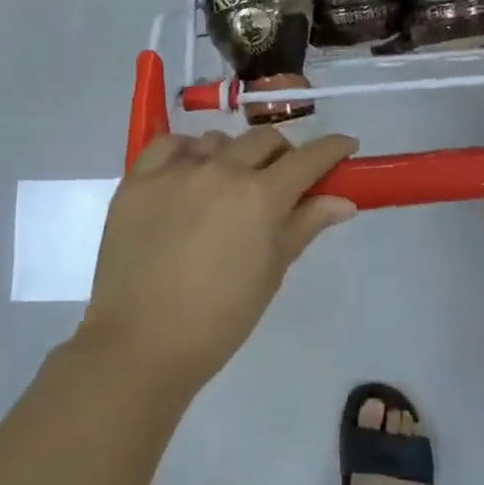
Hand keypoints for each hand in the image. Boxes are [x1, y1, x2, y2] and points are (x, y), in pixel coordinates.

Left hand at [79, 128, 358, 395]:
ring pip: (217, 141)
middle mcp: (221, 170)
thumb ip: (305, 225)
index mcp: (261, 196)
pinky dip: (186, 154)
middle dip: (283, 154)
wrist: (142, 345)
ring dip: (233, 156)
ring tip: (227, 187)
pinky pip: (169, 146)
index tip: (346, 147)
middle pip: (264, 139)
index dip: (333, 148)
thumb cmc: (220, 318)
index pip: (309, 157)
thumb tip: (343, 201)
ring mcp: (175, 171)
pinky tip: (187, 176)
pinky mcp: (138, 179)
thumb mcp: (272, 271)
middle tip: (281, 180)